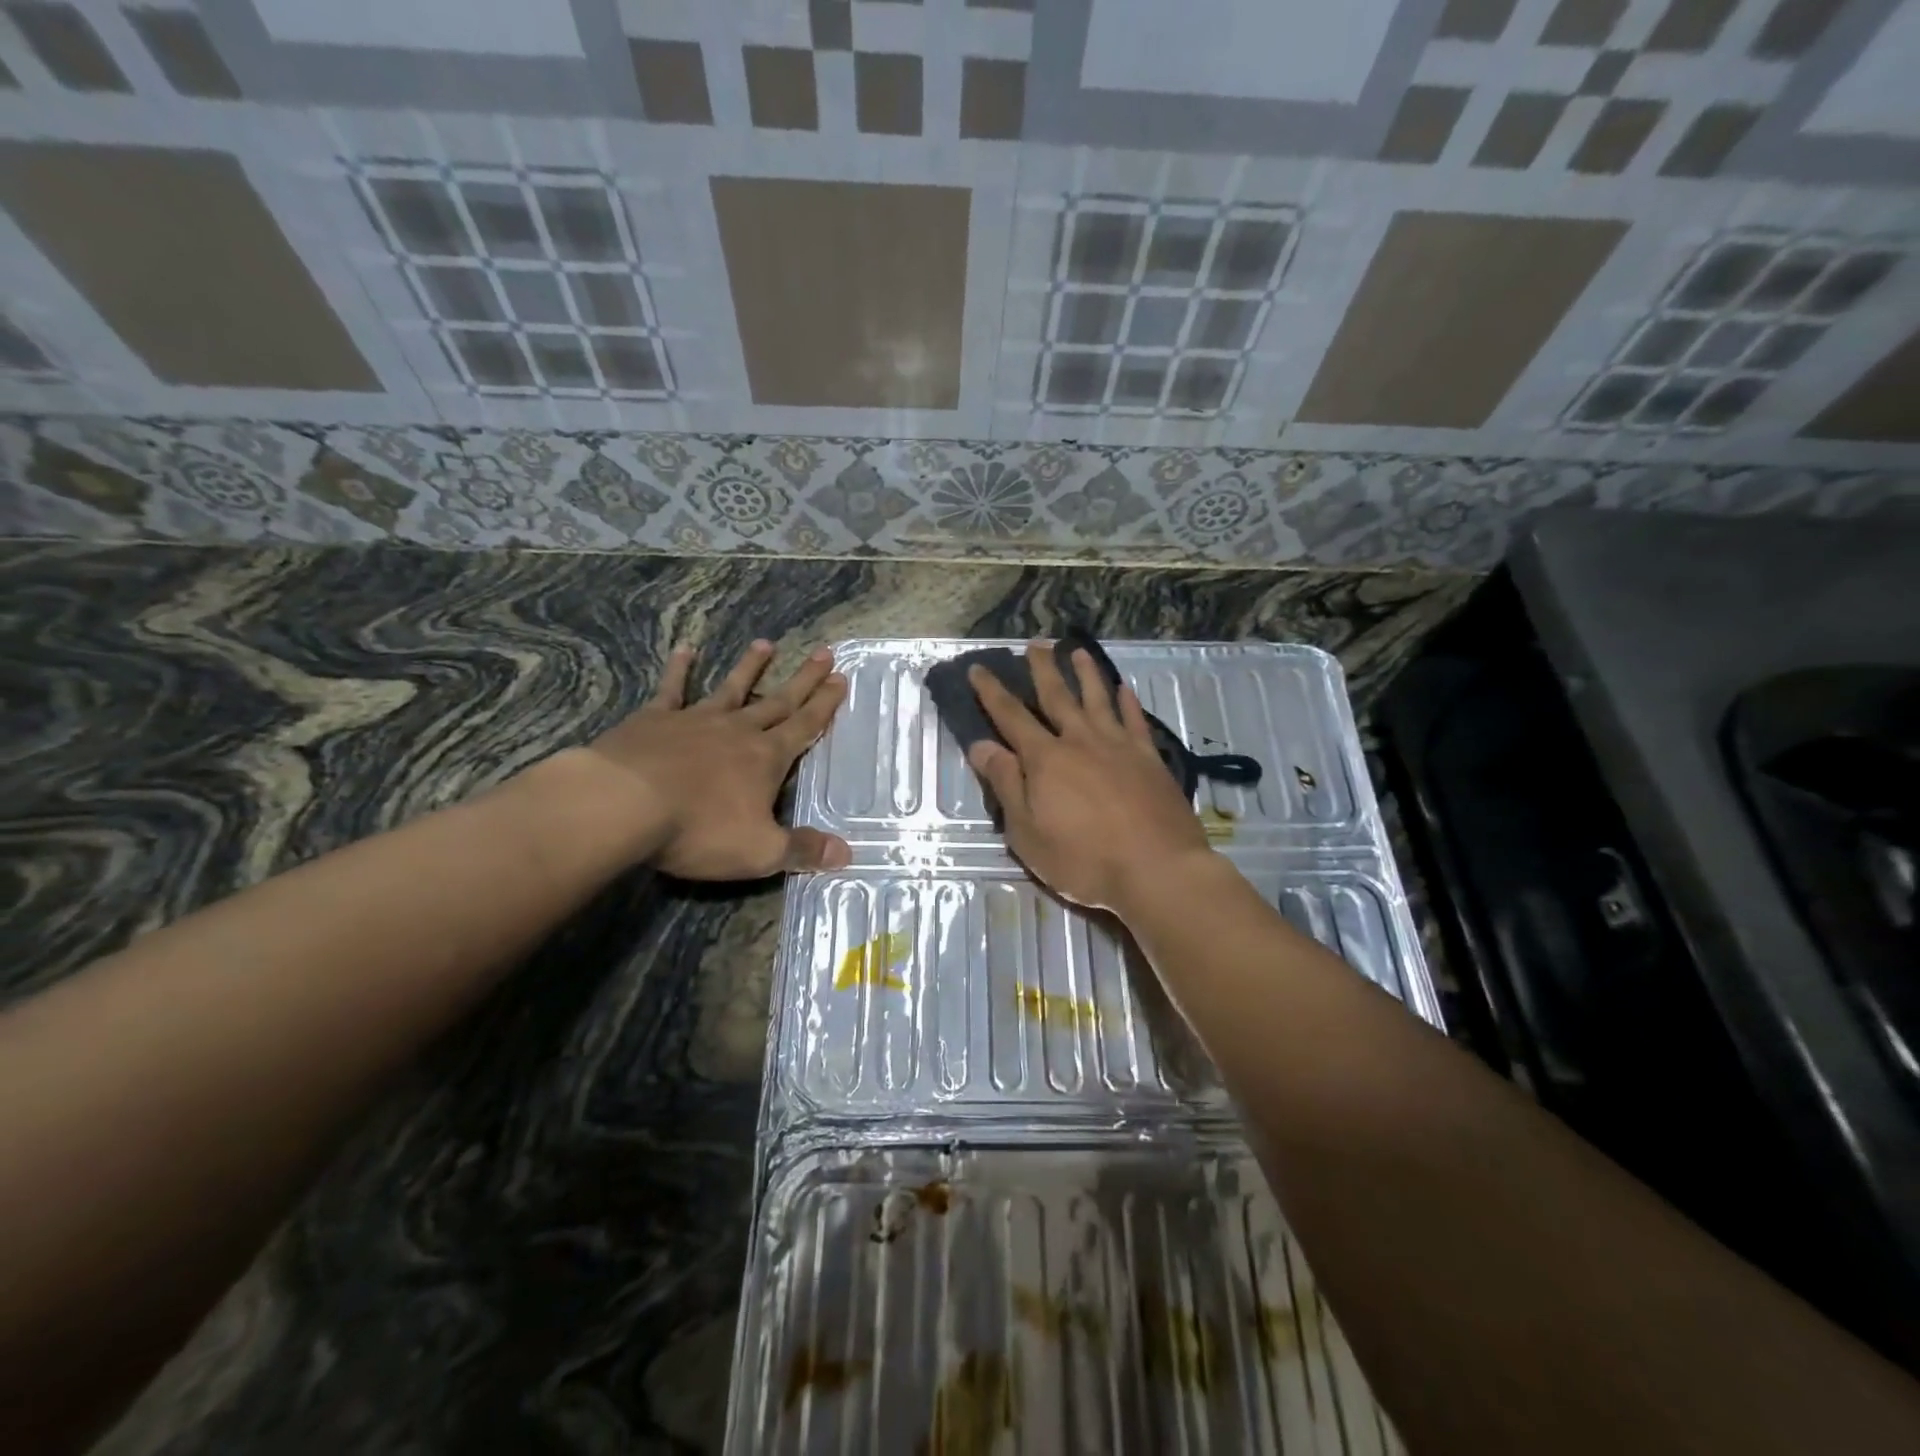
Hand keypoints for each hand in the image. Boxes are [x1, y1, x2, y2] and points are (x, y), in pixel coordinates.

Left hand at [571, 639, 851, 879]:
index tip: (840, 679)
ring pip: (732, 688)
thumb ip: (803, 850)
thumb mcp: (760, 852)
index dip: (824, 705)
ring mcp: (695, 720)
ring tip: (766, 644)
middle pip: (778, 701)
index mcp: (766, 759)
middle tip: (824, 653)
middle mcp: (737, 731)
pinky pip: (672, 689)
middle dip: (803, 679)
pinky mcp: (655, 720)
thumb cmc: (698, 829)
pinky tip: (685, 649)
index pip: (804, 727)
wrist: (623, 804)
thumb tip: (846, 854)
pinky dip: (680, 669)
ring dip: (750, 667)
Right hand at [965, 641, 1211, 912]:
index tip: (978, 668)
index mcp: (1045, 759)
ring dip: (1086, 674)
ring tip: (1078, 651)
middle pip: (1057, 697)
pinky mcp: (1150, 759)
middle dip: (1042, 670)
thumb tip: (981, 745)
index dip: (991, 692)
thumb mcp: (1027, 831)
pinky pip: (1136, 721)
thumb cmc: (1083, 859)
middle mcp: (1080, 741)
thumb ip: (1005, 784)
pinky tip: (1125, 689)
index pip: (1011, 716)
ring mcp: (1119, 746)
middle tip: (1035, 644)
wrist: (1156, 869)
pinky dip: (1128, 702)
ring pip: (1098, 699)